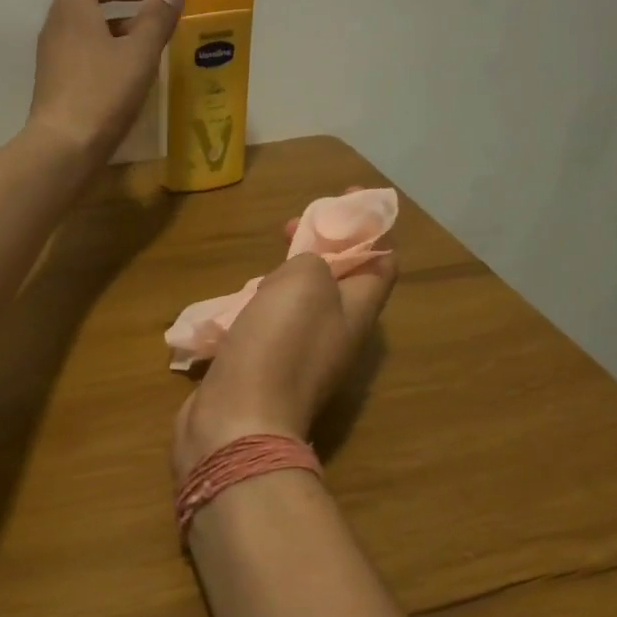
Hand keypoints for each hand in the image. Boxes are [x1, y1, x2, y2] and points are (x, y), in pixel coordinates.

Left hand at [28, 0, 184, 159]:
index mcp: (73, 7)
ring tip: (146, 29)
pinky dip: (106, 40)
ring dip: (115, 15)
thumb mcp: (139, 54)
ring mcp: (54, 54)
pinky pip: (82, 45)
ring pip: (84, 20)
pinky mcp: (58, 80)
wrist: (62, 148)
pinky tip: (129, 63)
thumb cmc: (101, 95)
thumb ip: (158, 18)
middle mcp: (58, 25)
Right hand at [173, 236, 397, 480]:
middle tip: (288, 228)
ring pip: (301, 304)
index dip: (368, 225)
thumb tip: (308, 266)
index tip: (341, 196)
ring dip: (285, 277)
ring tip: (260, 265)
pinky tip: (235, 303)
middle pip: (339, 281)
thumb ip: (315, 259)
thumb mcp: (305, 281)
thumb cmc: (278, 344)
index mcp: (357, 312)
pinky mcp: (265, 371)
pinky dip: (258, 306)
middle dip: (319, 247)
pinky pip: (270, 327)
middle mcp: (335, 335)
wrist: (238, 420)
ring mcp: (299, 357)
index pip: (381, 261)